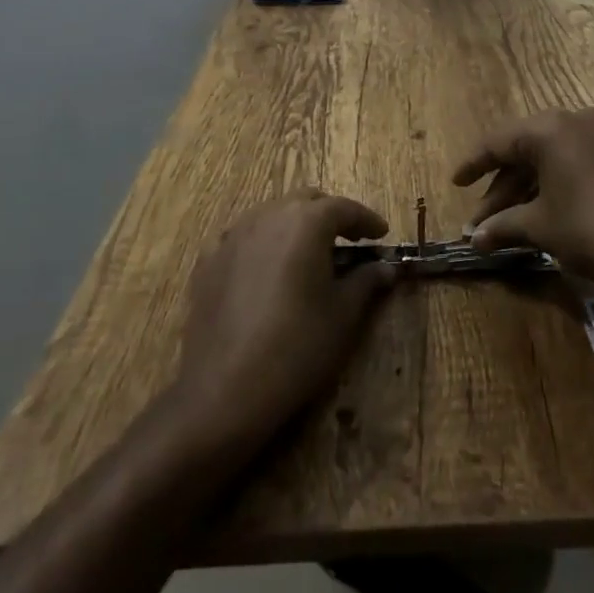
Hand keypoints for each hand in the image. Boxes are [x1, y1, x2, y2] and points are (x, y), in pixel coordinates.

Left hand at [174, 192, 395, 449]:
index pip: (344, 208)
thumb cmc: (297, 346)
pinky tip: (266, 270)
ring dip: (294, 226)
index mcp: (306, 222)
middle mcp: (268, 216)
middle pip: (305, 202)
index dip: (366, 220)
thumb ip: (366, 281)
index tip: (381, 234)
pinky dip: (261, 244)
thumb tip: (385, 268)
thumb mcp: (343, 314)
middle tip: (348, 241)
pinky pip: (241, 238)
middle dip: (329, 215)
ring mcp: (233, 236)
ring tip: (308, 254)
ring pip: (271, 215)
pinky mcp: (208, 261)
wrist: (224, 390)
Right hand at [455, 108, 593, 299]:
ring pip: (550, 157)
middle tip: (482, 222)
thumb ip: (504, 226)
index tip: (455, 183)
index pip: (498, 142)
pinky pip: (574, 161)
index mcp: (549, 129)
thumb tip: (475, 239)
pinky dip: (553, 183)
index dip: (473, 165)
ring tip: (510, 225)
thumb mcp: (542, 228)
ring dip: (526, 189)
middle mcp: (573, 120)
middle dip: (500, 187)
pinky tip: (544, 212)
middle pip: (524, 150)